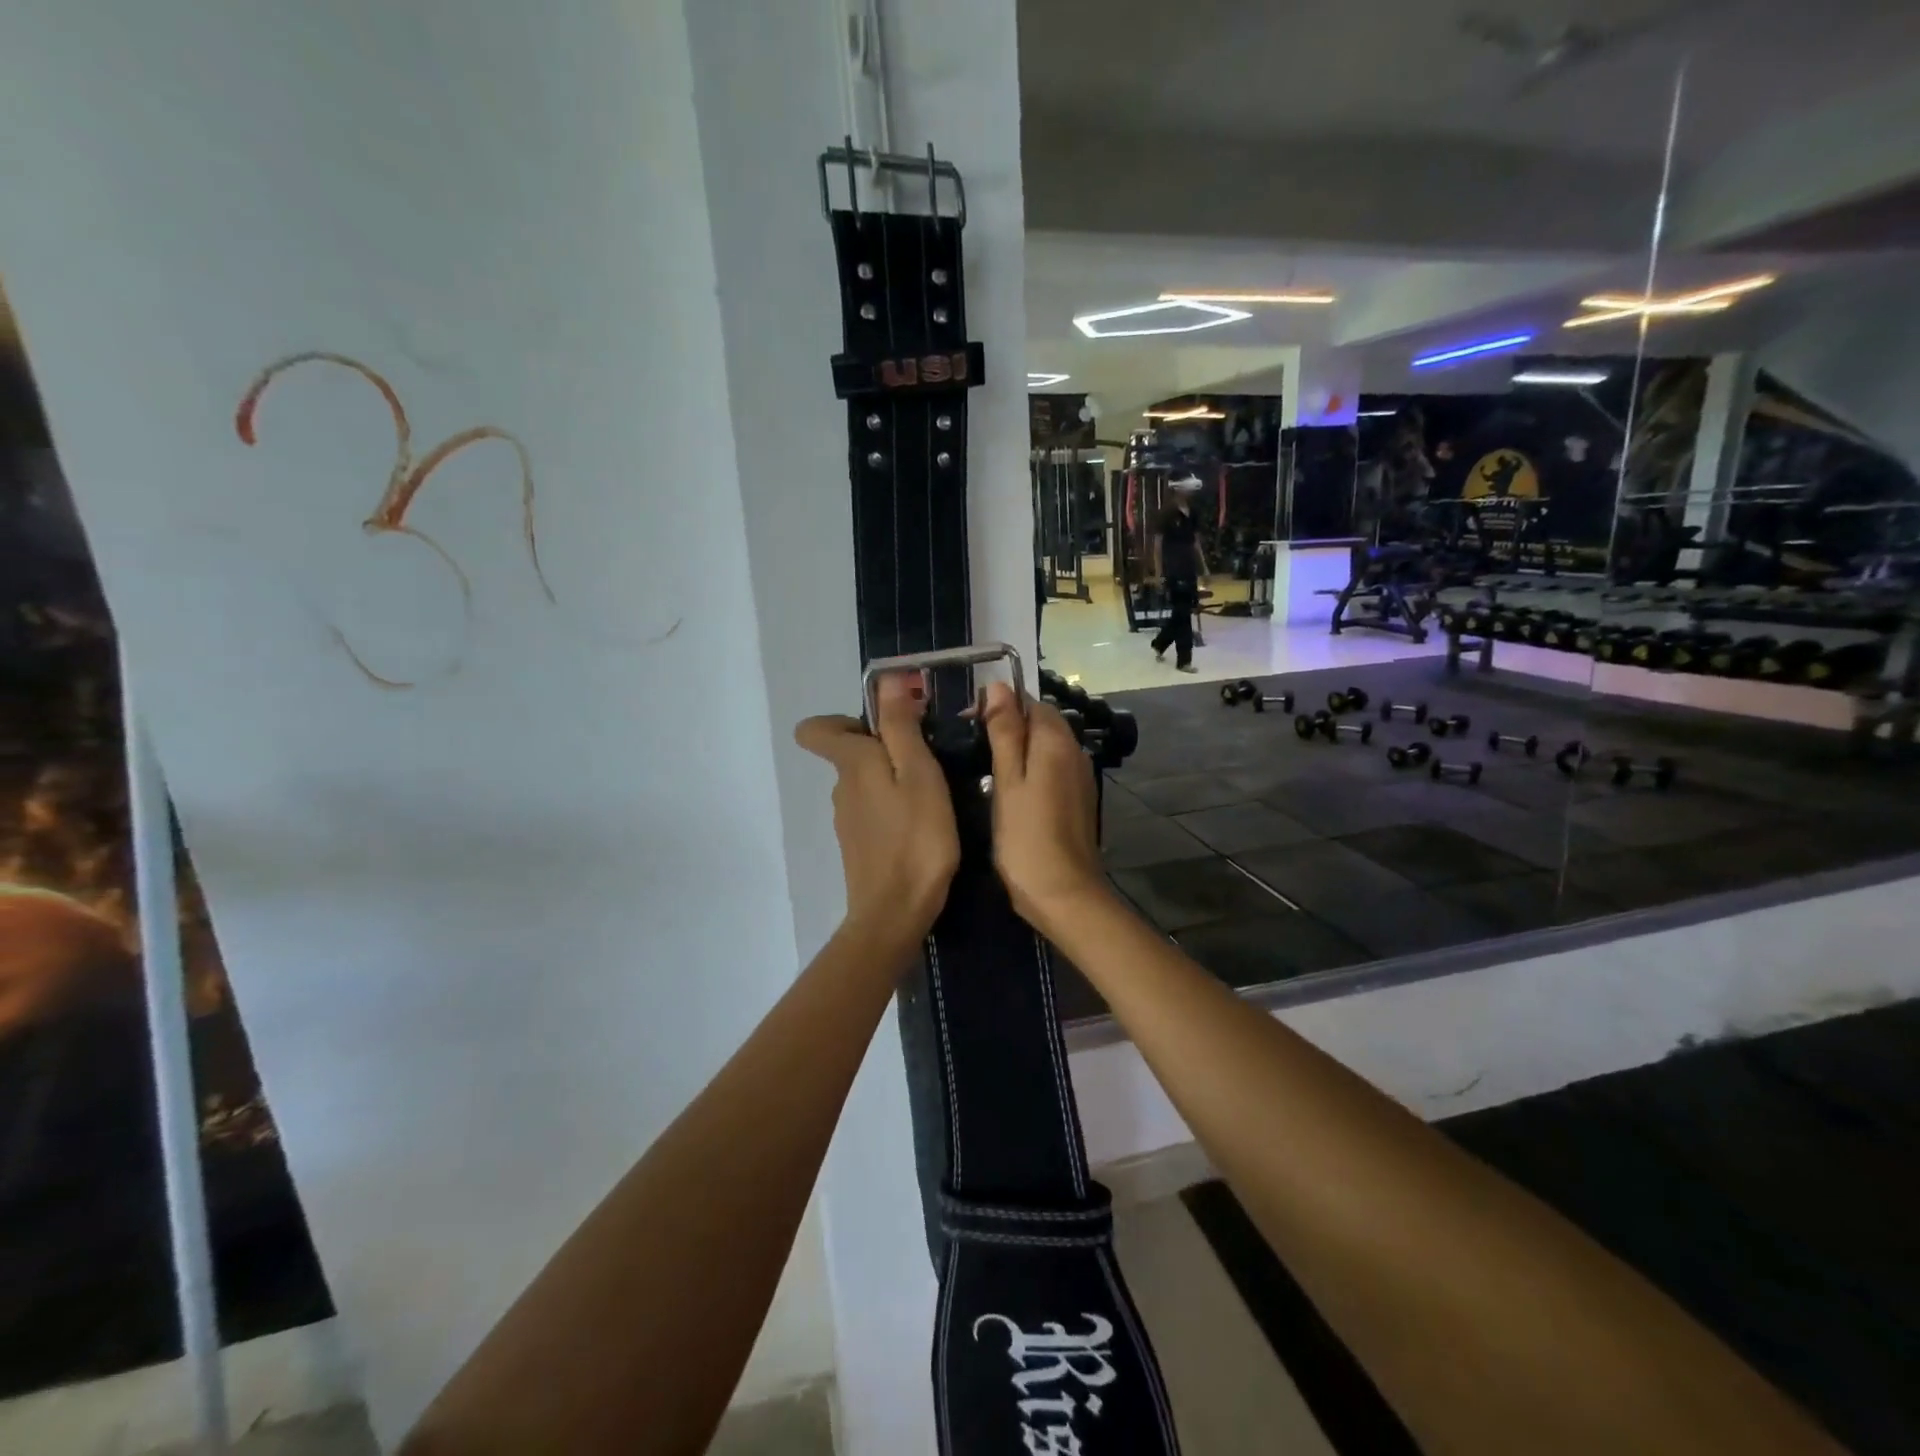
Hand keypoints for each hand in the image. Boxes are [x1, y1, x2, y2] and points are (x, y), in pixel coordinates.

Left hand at [796, 672, 959, 943]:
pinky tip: (922, 825)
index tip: (886, 725)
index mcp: (851, 764)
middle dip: (885, 746)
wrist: (896, 913)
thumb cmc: (916, 838)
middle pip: (850, 752)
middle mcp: (840, 788)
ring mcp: (847, 820)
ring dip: (893, 779)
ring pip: (865, 783)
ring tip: (934, 793)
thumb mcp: (919, 774)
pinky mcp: (859, 846)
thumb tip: (887, 679)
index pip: (815, 729)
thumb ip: (901, 727)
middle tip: (930, 758)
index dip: (844, 719)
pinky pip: (873, 811)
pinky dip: (893, 808)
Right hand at [979, 682, 1107, 933]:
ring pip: (1045, 748)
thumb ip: (1005, 732)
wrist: (1064, 894)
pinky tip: (1008, 791)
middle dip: (1008, 727)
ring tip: (983, 769)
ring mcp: (1079, 778)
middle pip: (1040, 723)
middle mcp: (1075, 752)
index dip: (999, 706)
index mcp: (1057, 741)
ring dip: (1018, 750)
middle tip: (970, 749)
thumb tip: (999, 686)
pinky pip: (1052, 770)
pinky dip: (1030, 771)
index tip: (967, 724)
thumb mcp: (1007, 780)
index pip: (1030, 702)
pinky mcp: (1077, 800)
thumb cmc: (1026, 837)